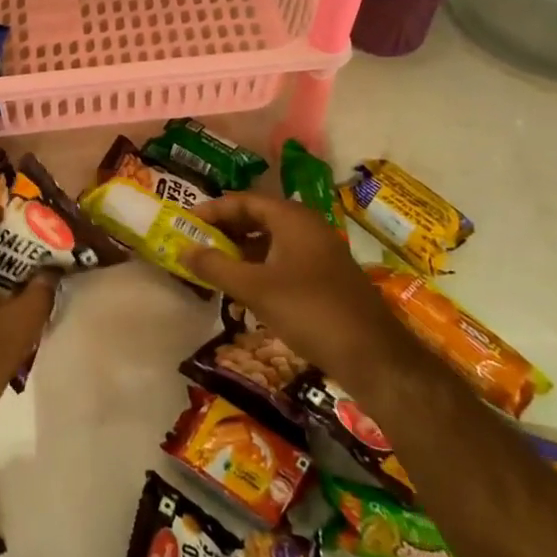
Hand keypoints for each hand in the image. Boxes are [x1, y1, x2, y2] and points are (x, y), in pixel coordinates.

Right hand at [186, 192, 408, 385]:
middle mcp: (307, 227)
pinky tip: (245, 292)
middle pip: (257, 217)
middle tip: (196, 244)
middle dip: (225, 230)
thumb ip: (215, 267)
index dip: (212, 210)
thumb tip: (182, 248)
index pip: (243, 200)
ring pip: (271, 241)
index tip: (185, 222)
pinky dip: (260, 268)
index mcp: (292, 218)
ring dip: (241, 251)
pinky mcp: (326, 278)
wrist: (374, 356)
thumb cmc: (309, 311)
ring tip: (214, 268)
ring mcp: (320, 253)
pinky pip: (284, 261)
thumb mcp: (254, 289)